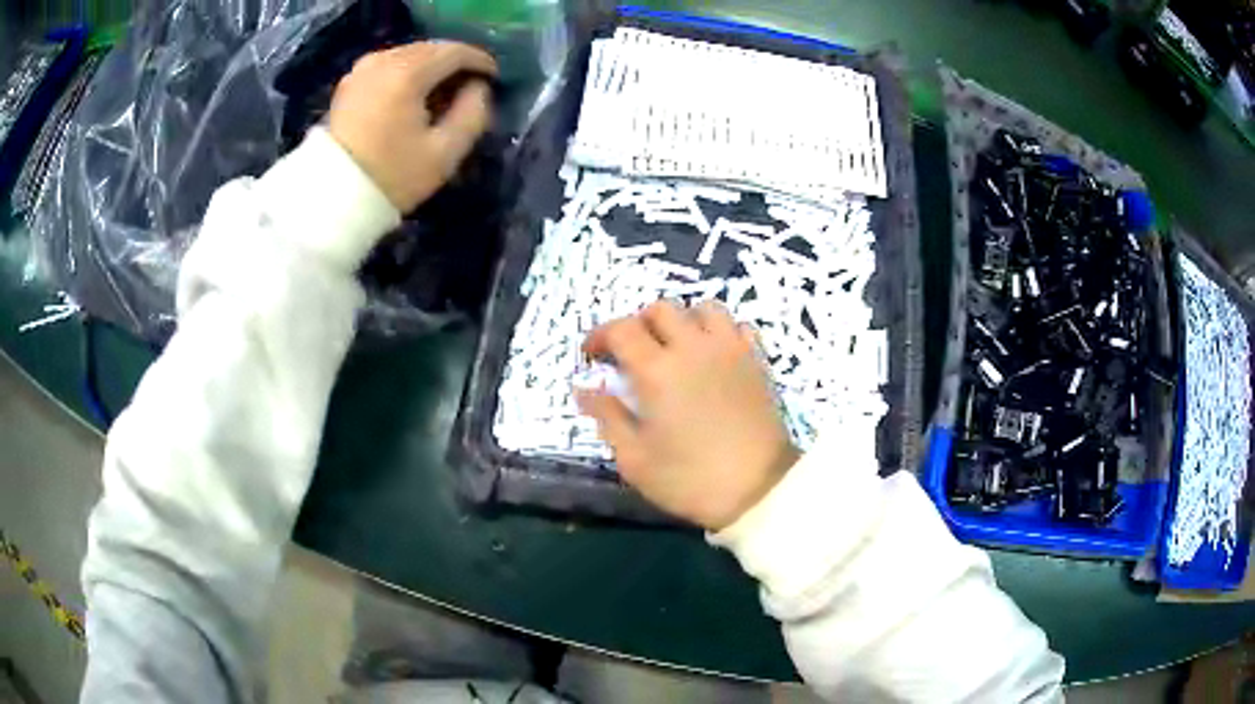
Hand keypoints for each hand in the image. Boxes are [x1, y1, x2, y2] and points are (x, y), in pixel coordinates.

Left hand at [327, 41, 497, 212]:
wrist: (332, 198)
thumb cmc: (391, 177)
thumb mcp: (445, 153)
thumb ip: (473, 114)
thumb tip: (479, 89)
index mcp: (407, 73)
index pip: (455, 51)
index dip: (480, 61)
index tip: (494, 79)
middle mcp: (383, 60)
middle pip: (431, 49)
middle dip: (455, 63)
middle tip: (471, 87)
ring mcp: (362, 70)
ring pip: (410, 55)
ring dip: (431, 68)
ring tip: (444, 93)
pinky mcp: (350, 83)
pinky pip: (389, 65)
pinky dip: (408, 73)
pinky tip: (415, 96)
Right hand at [578, 301, 799, 530]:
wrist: (758, 489)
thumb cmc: (690, 479)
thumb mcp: (634, 459)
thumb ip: (607, 417)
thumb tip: (583, 388)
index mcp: (656, 371)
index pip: (621, 329)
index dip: (600, 336)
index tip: (592, 355)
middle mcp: (693, 348)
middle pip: (660, 309)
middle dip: (638, 324)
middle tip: (631, 352)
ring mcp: (729, 350)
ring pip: (703, 308)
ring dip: (682, 320)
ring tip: (675, 347)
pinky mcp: (756, 360)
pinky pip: (736, 326)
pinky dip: (719, 331)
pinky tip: (713, 355)